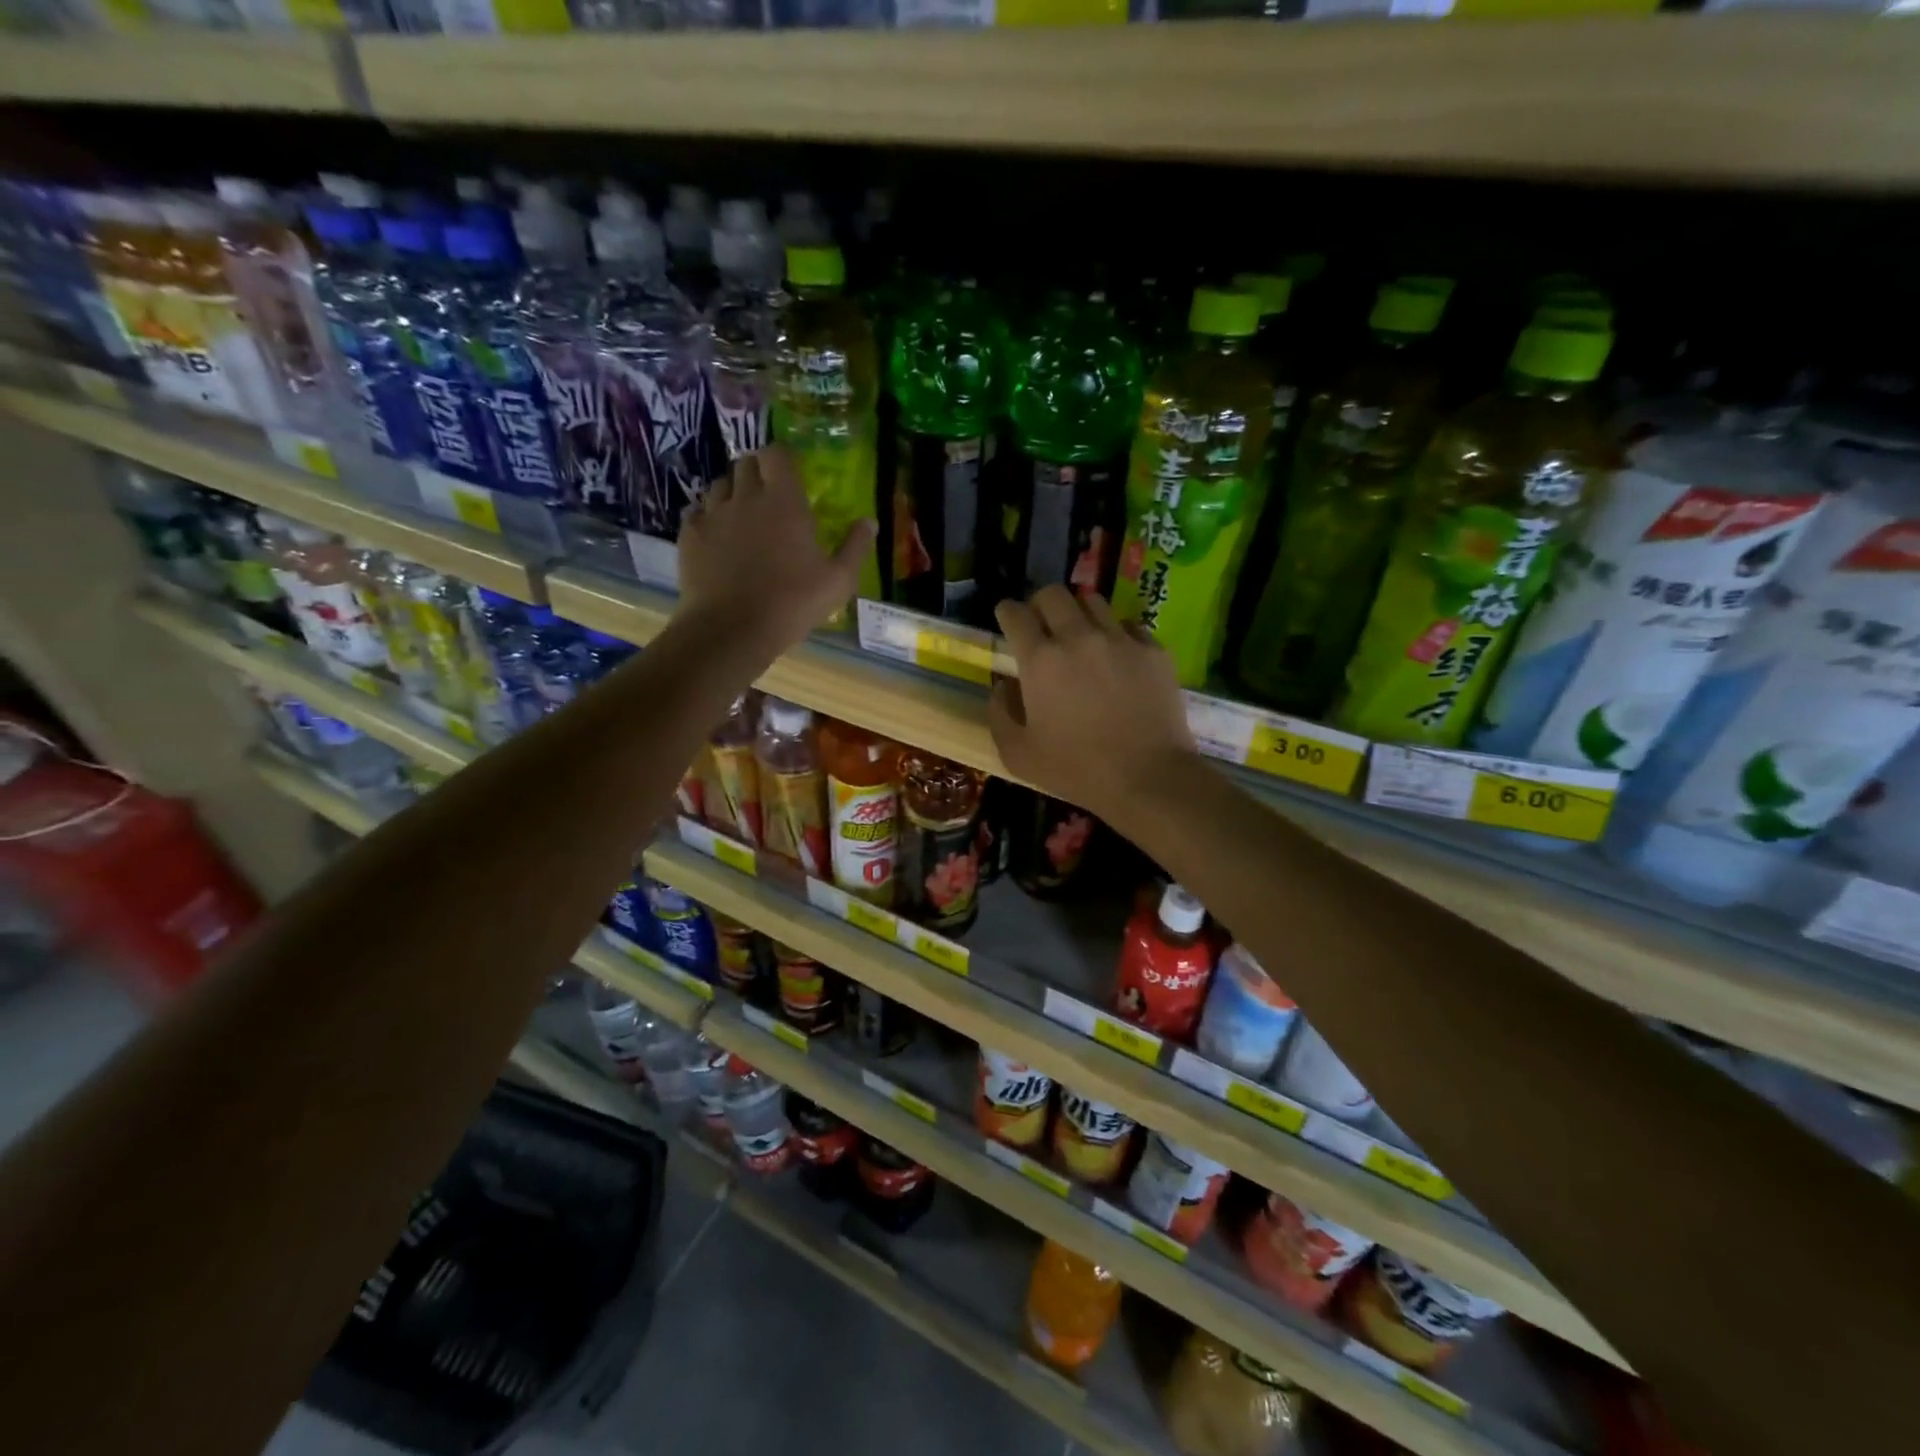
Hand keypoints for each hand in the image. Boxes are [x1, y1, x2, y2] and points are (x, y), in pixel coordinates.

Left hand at [677, 446, 876, 660]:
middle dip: (757, 472)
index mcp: (784, 501)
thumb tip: (870, 522)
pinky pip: (697, 512)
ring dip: (732, 493)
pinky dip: (708, 517)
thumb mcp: (838, 581)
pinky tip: (718, 537)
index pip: (777, 454)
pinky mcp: (689, 535)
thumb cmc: (792, 603)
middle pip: (745, 463)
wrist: (732, 630)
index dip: (782, 458)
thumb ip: (855, 547)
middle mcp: (745, 497)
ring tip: (742, 515)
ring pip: (719, 485)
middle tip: (769, 495)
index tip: (791, 474)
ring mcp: (713, 514)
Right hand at [990, 586, 1195, 820]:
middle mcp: (1078, 637)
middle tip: (1041, 625)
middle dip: (1040, 604)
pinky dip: (1116, 633)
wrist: (1148, 777)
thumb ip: (1000, 713)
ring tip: (1080, 634)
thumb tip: (1003, 685)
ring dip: (1079, 613)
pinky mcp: (1153, 650)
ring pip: (1093, 602)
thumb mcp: (1018, 754)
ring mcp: (1120, 640)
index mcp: (1040, 660)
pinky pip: (1129, 625)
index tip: (1007, 620)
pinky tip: (1116, 655)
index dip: (1006, 612)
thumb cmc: (1076, 770)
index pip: (1015, 613)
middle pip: (1053, 594)